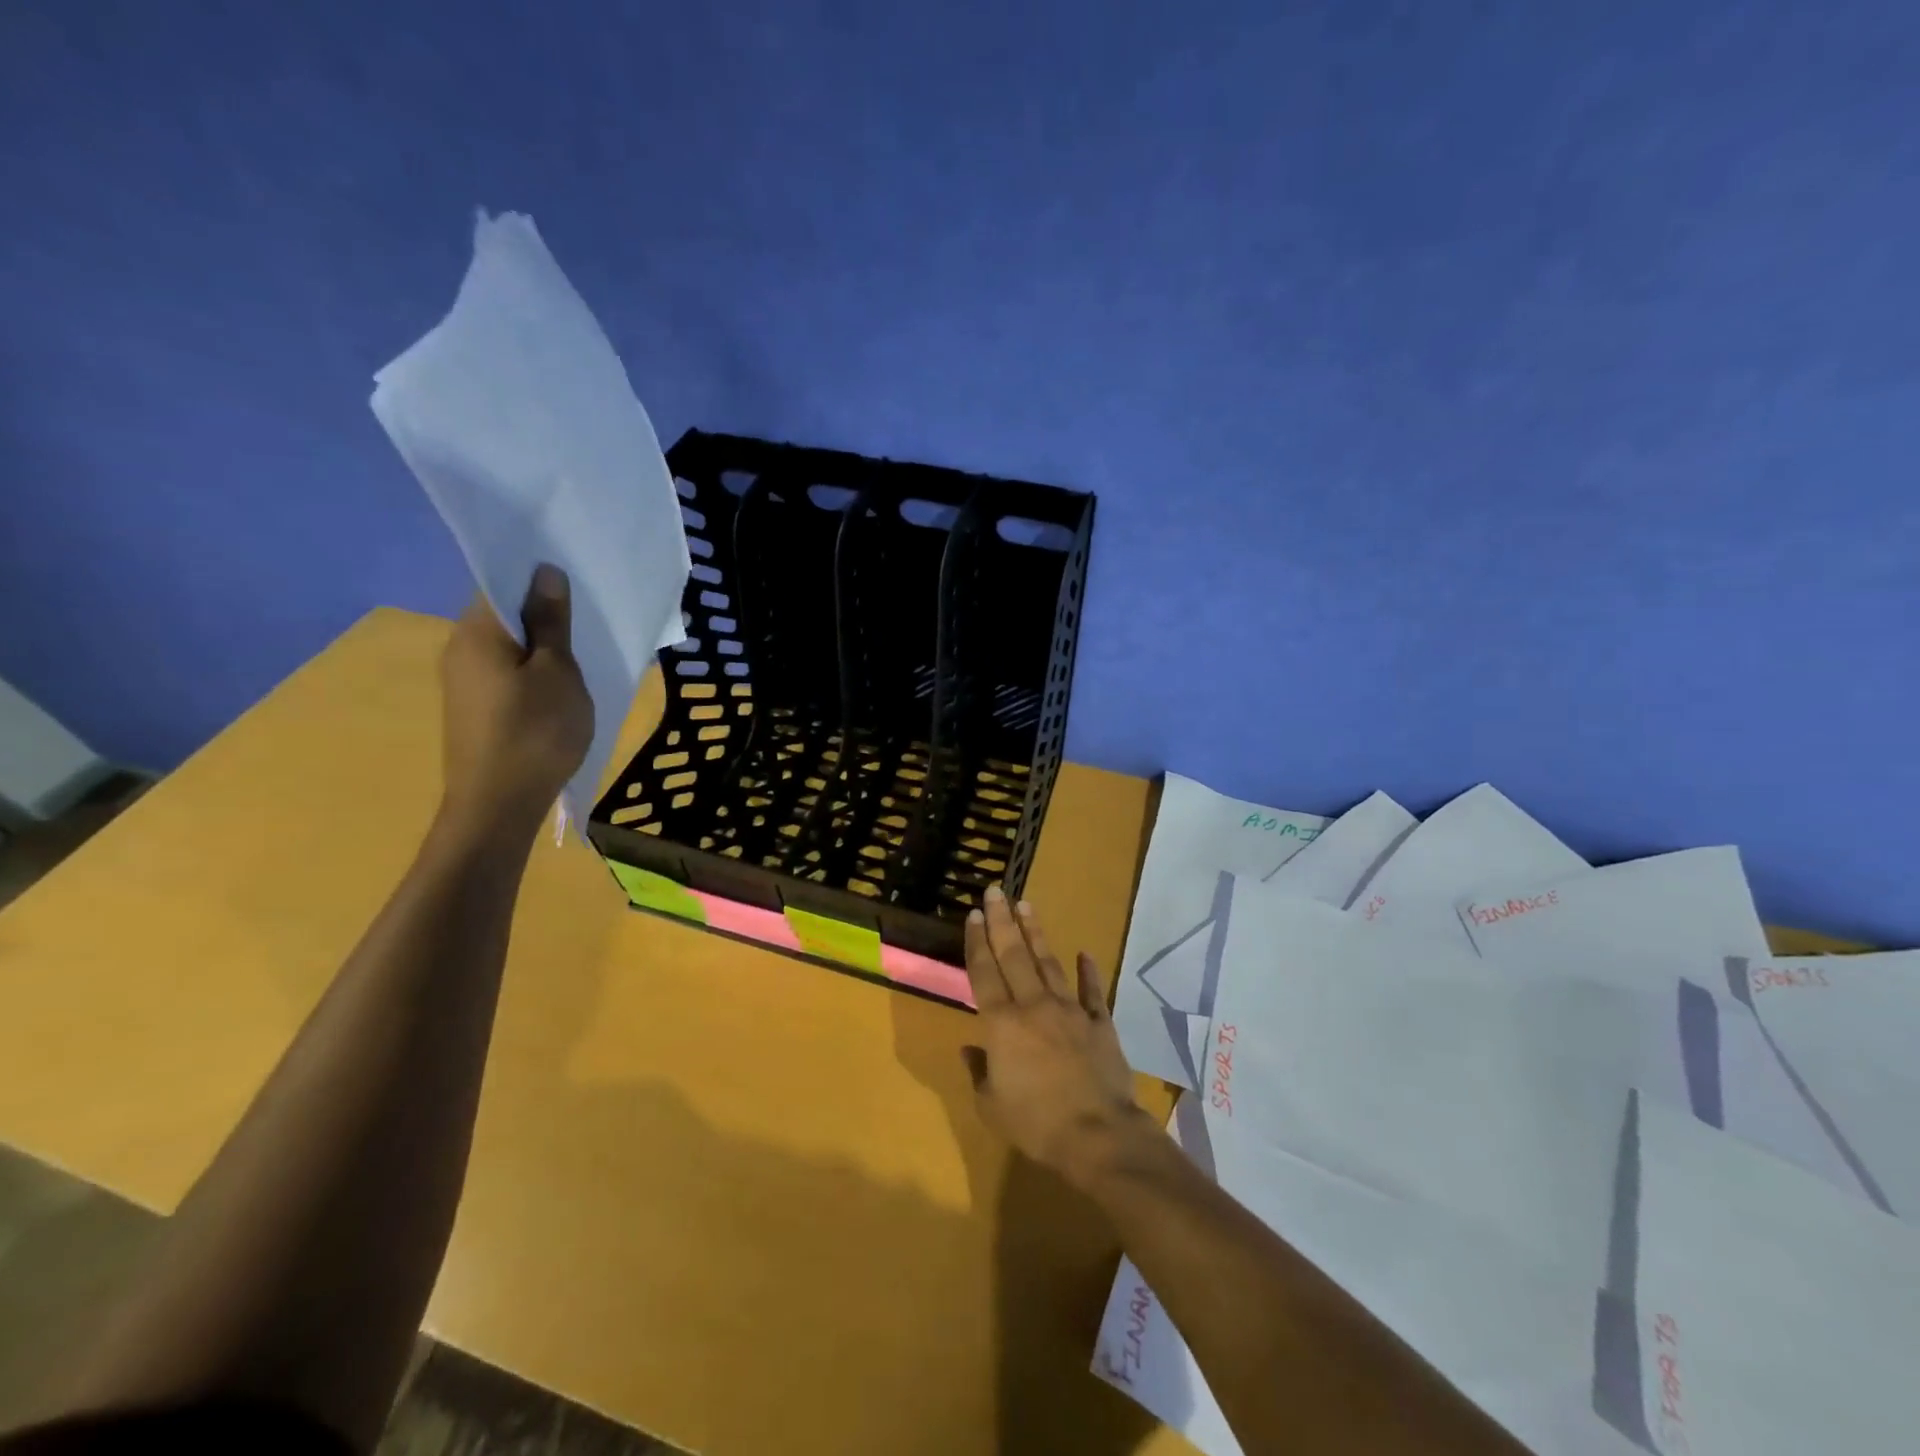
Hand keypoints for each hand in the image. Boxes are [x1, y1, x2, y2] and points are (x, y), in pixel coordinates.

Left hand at [439, 564, 593, 831]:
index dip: (537, 578)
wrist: (498, 804)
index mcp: (476, 631)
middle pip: (501, 613)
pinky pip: (504, 671)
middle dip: (542, 611)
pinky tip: (558, 685)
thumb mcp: (557, 672)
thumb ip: (551, 621)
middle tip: (587, 616)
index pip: (500, 582)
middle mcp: (458, 648)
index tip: (576, 581)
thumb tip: (545, 573)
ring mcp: (462, 681)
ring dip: (539, 643)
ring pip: (505, 645)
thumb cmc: (535, 731)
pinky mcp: (472, 707)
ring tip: (580, 651)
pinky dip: (530, 669)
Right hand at [962, 886, 1154, 1190]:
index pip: (984, 973)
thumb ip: (980, 1073)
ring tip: (1026, 905)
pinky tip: (1084, 952)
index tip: (974, 915)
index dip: (977, 943)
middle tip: (995, 891)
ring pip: (1048, 963)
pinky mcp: (1099, 1022)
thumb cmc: (1036, 1123)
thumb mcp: (992, 1106)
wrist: (1098, 1135)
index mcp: (1002, 1025)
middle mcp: (1033, 1006)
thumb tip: (971, 1050)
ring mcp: (1069, 1011)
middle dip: (1002, 921)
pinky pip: (1092, 991)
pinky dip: (1088, 971)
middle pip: (1013, 956)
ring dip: (1036, 933)